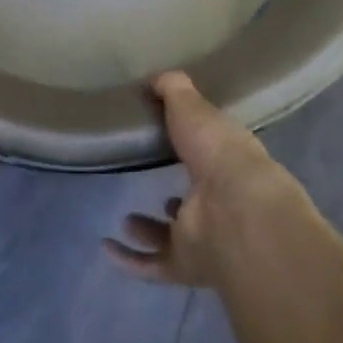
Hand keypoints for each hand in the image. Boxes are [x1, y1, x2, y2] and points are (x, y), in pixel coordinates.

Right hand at [105, 71, 293, 286]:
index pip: (212, 154)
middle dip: (176, 195)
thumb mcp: (192, 106)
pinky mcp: (186, 264)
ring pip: (175, 237)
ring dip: (151, 230)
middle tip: (151, 179)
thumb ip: (173, 89)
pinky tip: (107, 246)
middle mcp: (221, 202)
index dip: (195, 145)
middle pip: (197, 199)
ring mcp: (205, 237)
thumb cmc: (217, 151)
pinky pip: (154, 265)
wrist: (236, 211)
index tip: (169, 135)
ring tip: (127, 217)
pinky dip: (130, 260)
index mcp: (229, 162)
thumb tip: (156, 77)